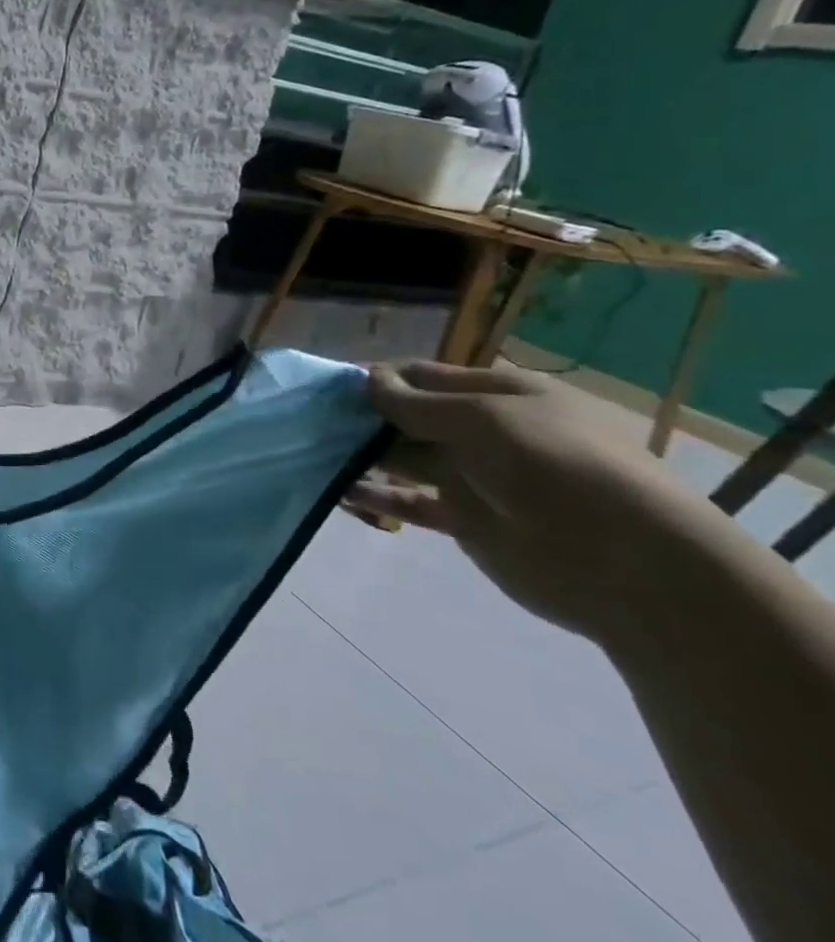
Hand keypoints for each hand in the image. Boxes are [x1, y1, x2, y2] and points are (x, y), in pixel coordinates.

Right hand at [345, 362, 719, 643]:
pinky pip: (411, 502)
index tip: (329, 385)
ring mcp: (476, 477)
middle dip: (364, 416)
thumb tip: (366, 378)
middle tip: (310, 421)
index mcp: (502, 395)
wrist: (630, 565)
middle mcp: (486, 431)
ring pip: (405, 457)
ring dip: (364, 454)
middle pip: (411, 416)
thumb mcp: (484, 419)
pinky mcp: (467, 520)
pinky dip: (377, 495)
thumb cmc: (557, 468)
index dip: (378, 378)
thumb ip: (418, 403)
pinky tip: (339, 491)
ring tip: (313, 452)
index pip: (425, 376)